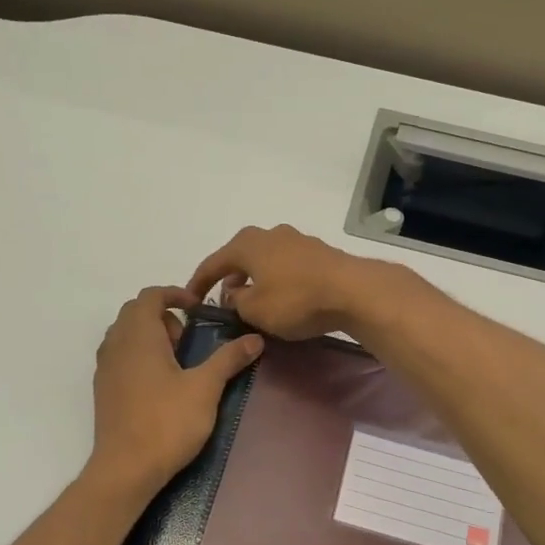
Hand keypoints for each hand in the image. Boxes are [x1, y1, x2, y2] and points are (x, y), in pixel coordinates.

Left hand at [86, 286, 264, 496]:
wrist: (126, 469)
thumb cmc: (167, 422)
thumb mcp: (205, 388)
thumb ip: (228, 359)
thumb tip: (255, 338)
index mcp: (138, 335)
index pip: (150, 295)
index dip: (176, 294)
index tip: (199, 309)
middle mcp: (116, 344)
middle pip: (135, 312)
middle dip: (164, 316)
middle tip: (189, 340)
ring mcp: (105, 368)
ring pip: (126, 334)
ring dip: (151, 336)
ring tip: (177, 363)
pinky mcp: (103, 390)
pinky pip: (120, 356)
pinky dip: (139, 355)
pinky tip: (161, 384)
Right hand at [186, 225, 395, 341]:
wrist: (353, 291)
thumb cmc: (295, 300)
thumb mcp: (255, 310)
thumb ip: (236, 302)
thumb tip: (234, 294)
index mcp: (247, 244)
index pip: (213, 263)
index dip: (198, 283)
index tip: (190, 301)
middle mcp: (270, 234)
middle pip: (241, 256)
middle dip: (230, 278)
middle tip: (225, 301)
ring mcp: (297, 240)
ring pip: (266, 260)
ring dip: (256, 279)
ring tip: (254, 301)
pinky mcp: (319, 253)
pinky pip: (287, 266)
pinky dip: (278, 279)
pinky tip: (283, 297)